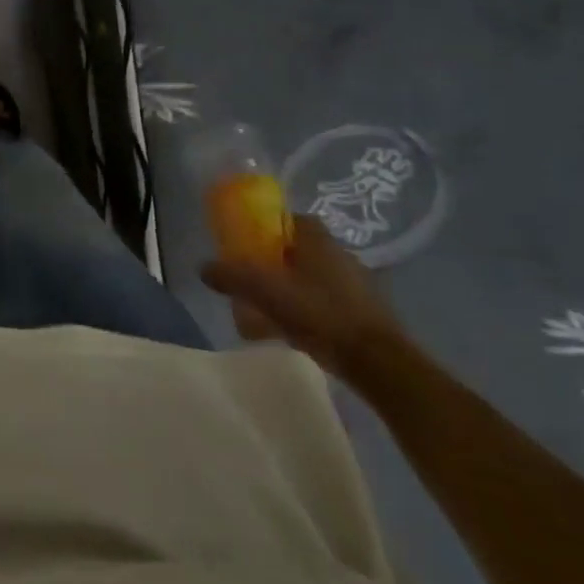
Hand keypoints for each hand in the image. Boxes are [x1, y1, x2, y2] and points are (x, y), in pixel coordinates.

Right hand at [199, 213, 410, 384]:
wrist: (380, 364)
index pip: (288, 219)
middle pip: (298, 250)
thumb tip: (203, 267)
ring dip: (291, 290)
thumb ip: (232, 277)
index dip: (266, 228)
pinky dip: (309, 312)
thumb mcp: (266, 292)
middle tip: (252, 280)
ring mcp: (358, 285)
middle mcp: (340, 254)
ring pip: (313, 279)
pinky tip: (293, 333)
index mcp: (318, 239)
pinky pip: (327, 304)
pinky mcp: (367, 315)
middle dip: (275, 262)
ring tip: (267, 312)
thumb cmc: (321, 314)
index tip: (247, 244)